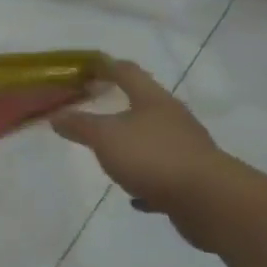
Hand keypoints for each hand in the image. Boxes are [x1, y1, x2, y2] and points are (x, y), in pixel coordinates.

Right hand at [51, 61, 222, 215]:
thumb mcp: (106, 137)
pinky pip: (162, 174)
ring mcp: (186, 149)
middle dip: (119, 107)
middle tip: (94, 109)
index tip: (87, 66)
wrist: (210, 201)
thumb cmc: (153, 157)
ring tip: (110, 154)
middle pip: (143, 105)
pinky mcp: (192, 178)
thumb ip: (80, 125)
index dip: (105, 66)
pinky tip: (134, 194)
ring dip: (132, 145)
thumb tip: (56, 116)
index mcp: (153, 101)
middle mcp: (173, 119)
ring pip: (153, 140)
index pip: (127, 72)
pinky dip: (146, 179)